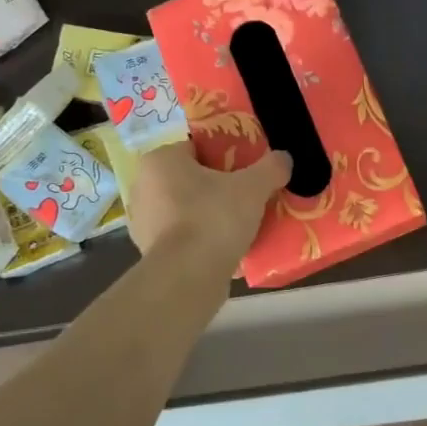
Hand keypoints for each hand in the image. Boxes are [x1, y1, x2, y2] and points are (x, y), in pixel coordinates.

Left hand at [126, 141, 292, 265]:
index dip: (226, 156)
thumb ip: (271, 167)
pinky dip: (201, 239)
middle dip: (217, 187)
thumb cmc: (214, 218)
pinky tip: (225, 247)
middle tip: (247, 197)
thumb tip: (284, 158)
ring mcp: (143, 222)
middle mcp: (143, 186)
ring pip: (186, 209)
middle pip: (191, 179)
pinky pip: (183, 236)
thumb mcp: (252, 187)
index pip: (197, 148)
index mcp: (160, 160)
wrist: (187, 277)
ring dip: (209, 214)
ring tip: (240, 225)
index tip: (247, 172)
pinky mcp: (150, 252)